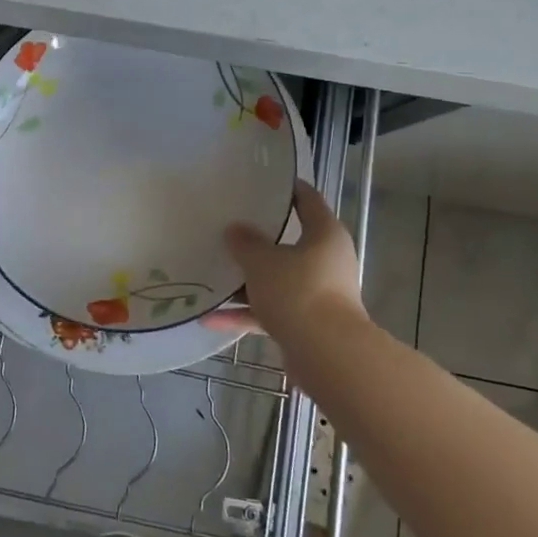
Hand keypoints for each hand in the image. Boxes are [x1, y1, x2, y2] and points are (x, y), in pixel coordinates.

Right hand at [204, 180, 366, 348]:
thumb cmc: (298, 291)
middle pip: (290, 243)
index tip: (264, 181)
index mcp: (324, 234)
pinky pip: (271, 312)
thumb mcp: (262, 261)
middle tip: (229, 226)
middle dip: (260, 239)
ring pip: (279, 280)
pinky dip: (245, 314)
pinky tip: (210, 318)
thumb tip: (235, 230)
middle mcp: (327, 261)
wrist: (326, 355)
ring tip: (214, 273)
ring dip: (249, 281)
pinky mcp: (308, 325)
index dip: (287, 188)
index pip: (307, 200)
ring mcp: (319, 295)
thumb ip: (245, 243)